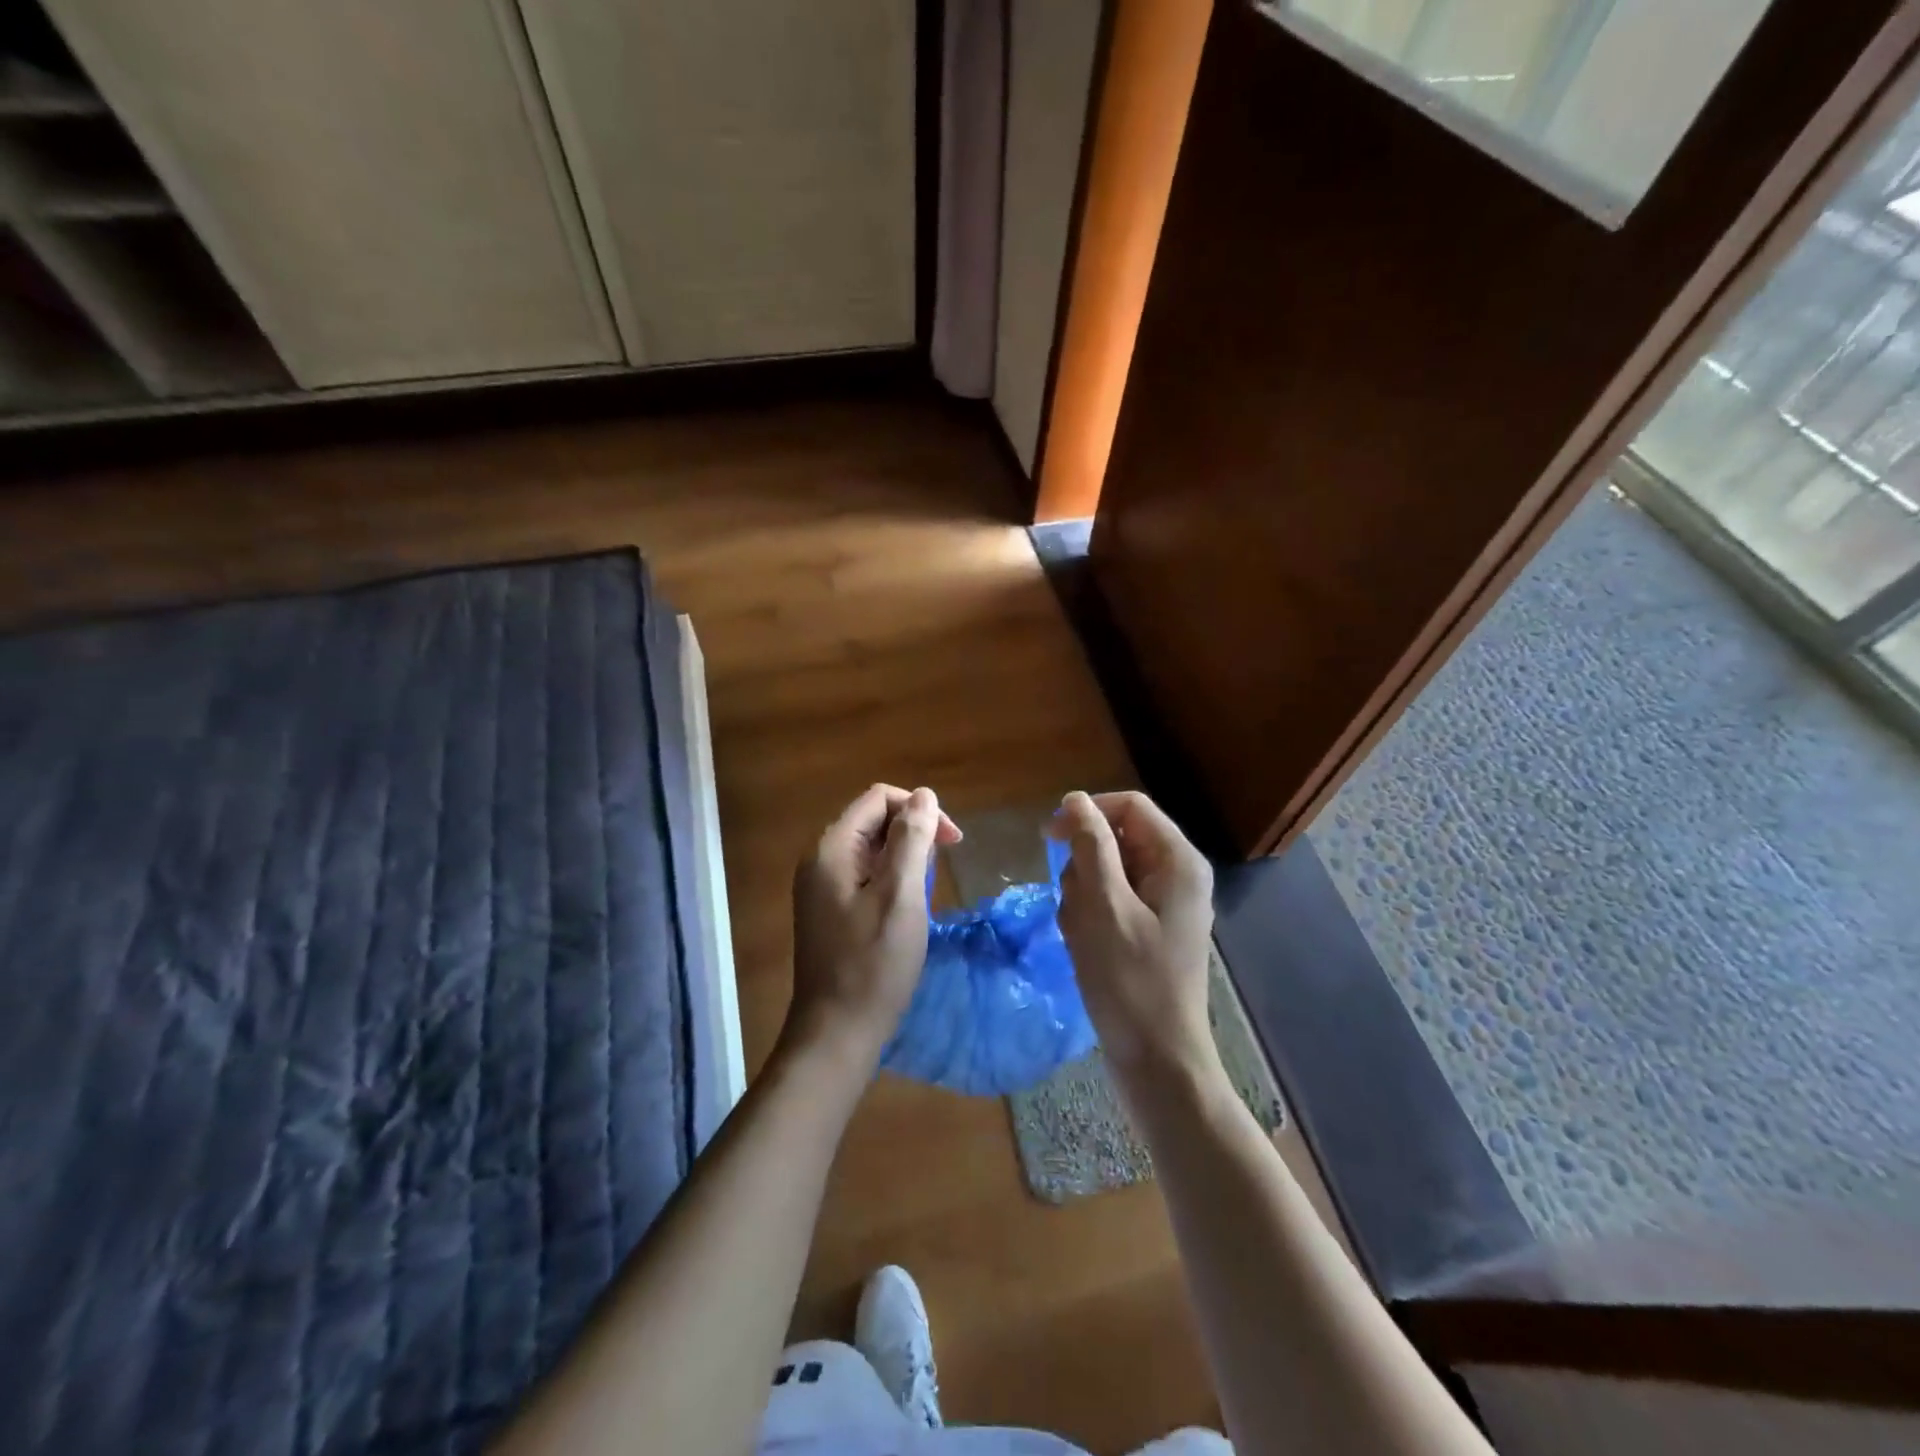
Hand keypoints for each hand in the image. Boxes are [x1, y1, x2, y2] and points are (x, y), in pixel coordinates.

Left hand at [788, 784, 962, 1067]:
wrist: (836, 1032)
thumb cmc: (873, 964)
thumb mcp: (901, 896)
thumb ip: (911, 840)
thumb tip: (923, 795)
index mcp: (832, 848)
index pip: (878, 798)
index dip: (919, 809)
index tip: (952, 841)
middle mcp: (820, 859)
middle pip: (872, 820)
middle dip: (912, 831)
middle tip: (943, 864)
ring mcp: (820, 886)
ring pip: (870, 848)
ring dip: (904, 855)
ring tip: (927, 887)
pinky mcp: (828, 909)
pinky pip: (863, 874)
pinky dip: (890, 877)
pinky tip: (907, 904)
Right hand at [1048, 791, 1215, 1081]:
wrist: (1158, 1062)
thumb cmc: (1131, 982)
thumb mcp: (1104, 907)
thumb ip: (1091, 847)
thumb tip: (1075, 800)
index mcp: (1177, 861)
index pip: (1129, 807)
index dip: (1087, 813)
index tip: (1049, 837)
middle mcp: (1176, 875)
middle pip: (1116, 839)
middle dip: (1083, 866)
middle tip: (1074, 906)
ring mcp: (1163, 905)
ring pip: (1106, 872)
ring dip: (1082, 896)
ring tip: (1081, 934)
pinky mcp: (1148, 930)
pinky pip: (1110, 902)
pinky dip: (1090, 917)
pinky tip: (1085, 947)